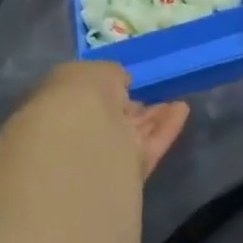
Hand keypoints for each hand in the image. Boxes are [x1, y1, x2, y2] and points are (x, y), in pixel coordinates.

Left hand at [16, 62, 189, 179]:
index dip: (105, 90)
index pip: (85, 99)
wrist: (82, 142)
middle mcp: (81, 134)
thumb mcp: (90, 71)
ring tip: (175, 102)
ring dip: (153, 118)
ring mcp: (107, 155)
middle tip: (146, 97)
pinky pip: (152, 146)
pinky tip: (182, 110)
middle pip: (111, 121)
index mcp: (60, 108)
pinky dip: (167, 128)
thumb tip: (122, 81)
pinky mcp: (132, 171)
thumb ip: (109, 74)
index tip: (124, 83)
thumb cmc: (77, 98)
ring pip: (133, 134)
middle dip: (128, 109)